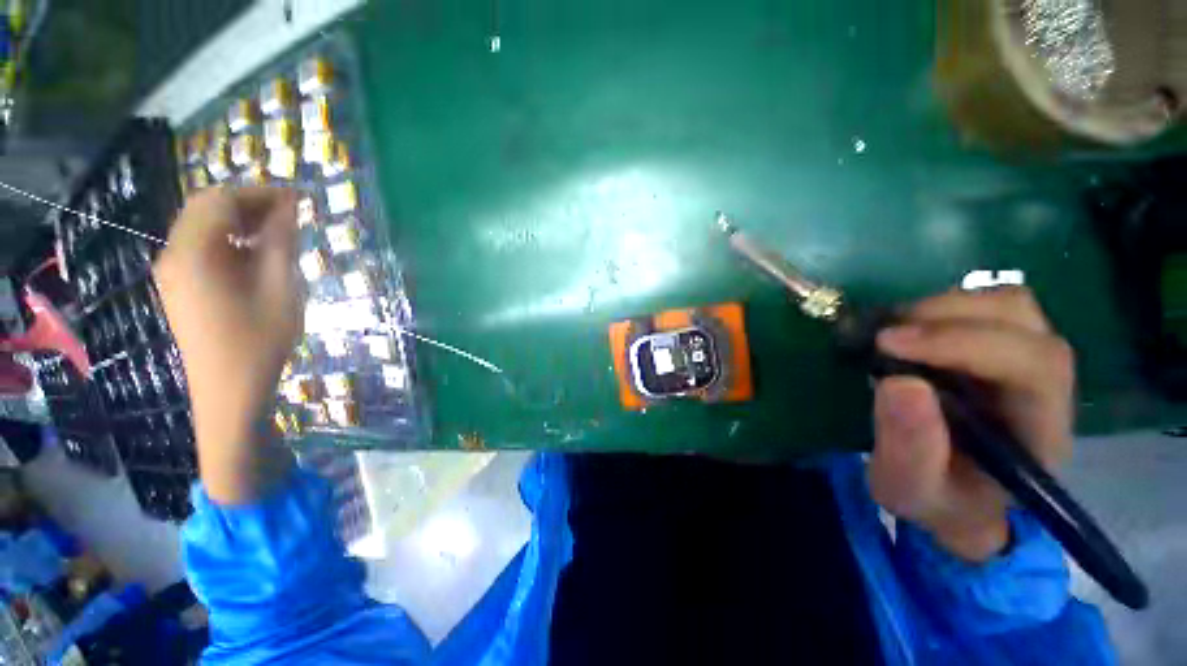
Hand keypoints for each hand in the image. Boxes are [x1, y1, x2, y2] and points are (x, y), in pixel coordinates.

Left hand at [153, 187, 302, 502]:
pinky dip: (230, 239)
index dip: (261, 192)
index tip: (299, 199)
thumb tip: (291, 208)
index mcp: (194, 252)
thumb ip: (282, 243)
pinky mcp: (179, 286)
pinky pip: (201, 247)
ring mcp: (173, 271)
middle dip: (249, 203)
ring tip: (279, 232)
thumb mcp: (282, 287)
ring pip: (202, 226)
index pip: (221, 199)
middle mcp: (174, 254)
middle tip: (291, 213)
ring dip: (240, 220)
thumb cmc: (260, 339)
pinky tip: (256, 254)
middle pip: (206, 208)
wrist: (229, 390)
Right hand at [868, 287, 1074, 561]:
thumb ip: (909, 448)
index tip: (889, 344)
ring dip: (942, 308)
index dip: (963, 342)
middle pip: (1022, 318)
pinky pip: (982, 306)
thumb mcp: (910, 489)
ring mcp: (1025, 358)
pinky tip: (906, 333)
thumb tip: (899, 382)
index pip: (1031, 364)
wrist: (956, 497)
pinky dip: (939, 309)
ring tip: (894, 334)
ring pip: (1006, 303)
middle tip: (884, 338)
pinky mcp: (999, 347)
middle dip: (946, 318)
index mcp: (1039, 428)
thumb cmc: (938, 499)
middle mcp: (1045, 383)